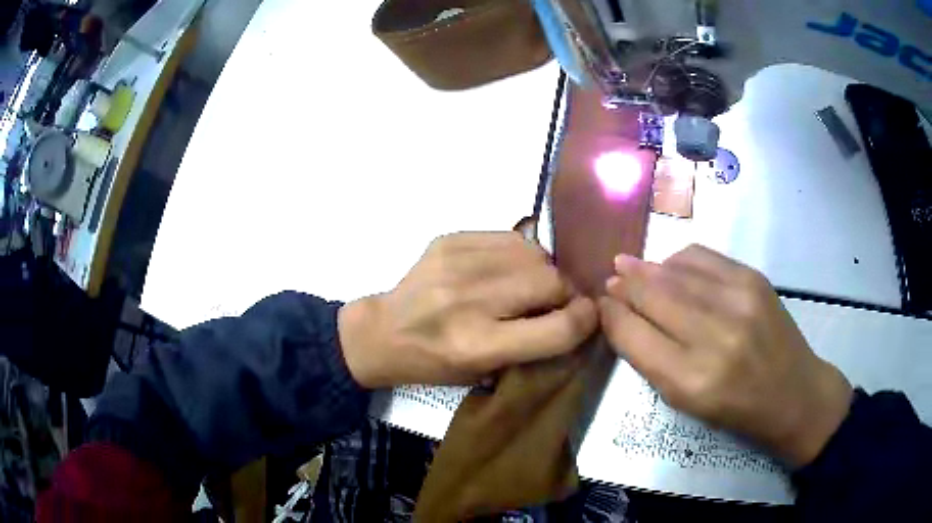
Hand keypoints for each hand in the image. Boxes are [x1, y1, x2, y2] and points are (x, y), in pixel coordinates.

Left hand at [339, 232, 597, 387]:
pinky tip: (504, 268)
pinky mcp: (450, 240)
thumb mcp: (485, 372)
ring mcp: (459, 265)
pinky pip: (510, 238)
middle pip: (552, 282)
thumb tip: (576, 312)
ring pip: (535, 254)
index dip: (586, 320)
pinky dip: (518, 254)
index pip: (559, 328)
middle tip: (554, 301)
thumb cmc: (436, 362)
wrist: (384, 332)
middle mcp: (471, 302)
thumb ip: (534, 345)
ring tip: (527, 284)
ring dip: (542, 271)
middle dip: (564, 293)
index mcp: (480, 345)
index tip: (588, 316)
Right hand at [599, 245, 852, 466]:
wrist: (793, 392)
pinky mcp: (753, 279)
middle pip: (652, 295)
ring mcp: (737, 301)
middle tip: (610, 280)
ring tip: (631, 268)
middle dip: (624, 285)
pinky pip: (702, 256)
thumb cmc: (736, 409)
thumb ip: (651, 359)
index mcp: (691, 380)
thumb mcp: (686, 403)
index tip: (600, 305)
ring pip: (674, 271)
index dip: (611, 314)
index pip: (633, 334)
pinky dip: (678, 259)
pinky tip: (671, 267)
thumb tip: (622, 315)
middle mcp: (714, 337)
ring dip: (647, 268)